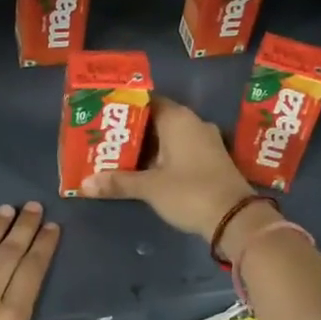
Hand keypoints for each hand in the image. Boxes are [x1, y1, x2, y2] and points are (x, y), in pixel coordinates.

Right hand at [81, 96, 253, 241]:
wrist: (235, 218)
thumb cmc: (190, 192)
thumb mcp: (150, 188)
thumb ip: (118, 182)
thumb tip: (85, 183)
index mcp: (178, 119)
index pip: (147, 101)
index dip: (125, 108)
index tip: (105, 116)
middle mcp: (194, 123)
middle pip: (157, 120)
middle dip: (133, 131)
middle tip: (106, 139)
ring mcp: (206, 142)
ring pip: (170, 137)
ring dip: (148, 147)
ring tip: (120, 156)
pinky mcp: (212, 160)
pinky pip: (181, 150)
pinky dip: (163, 157)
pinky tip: (146, 170)